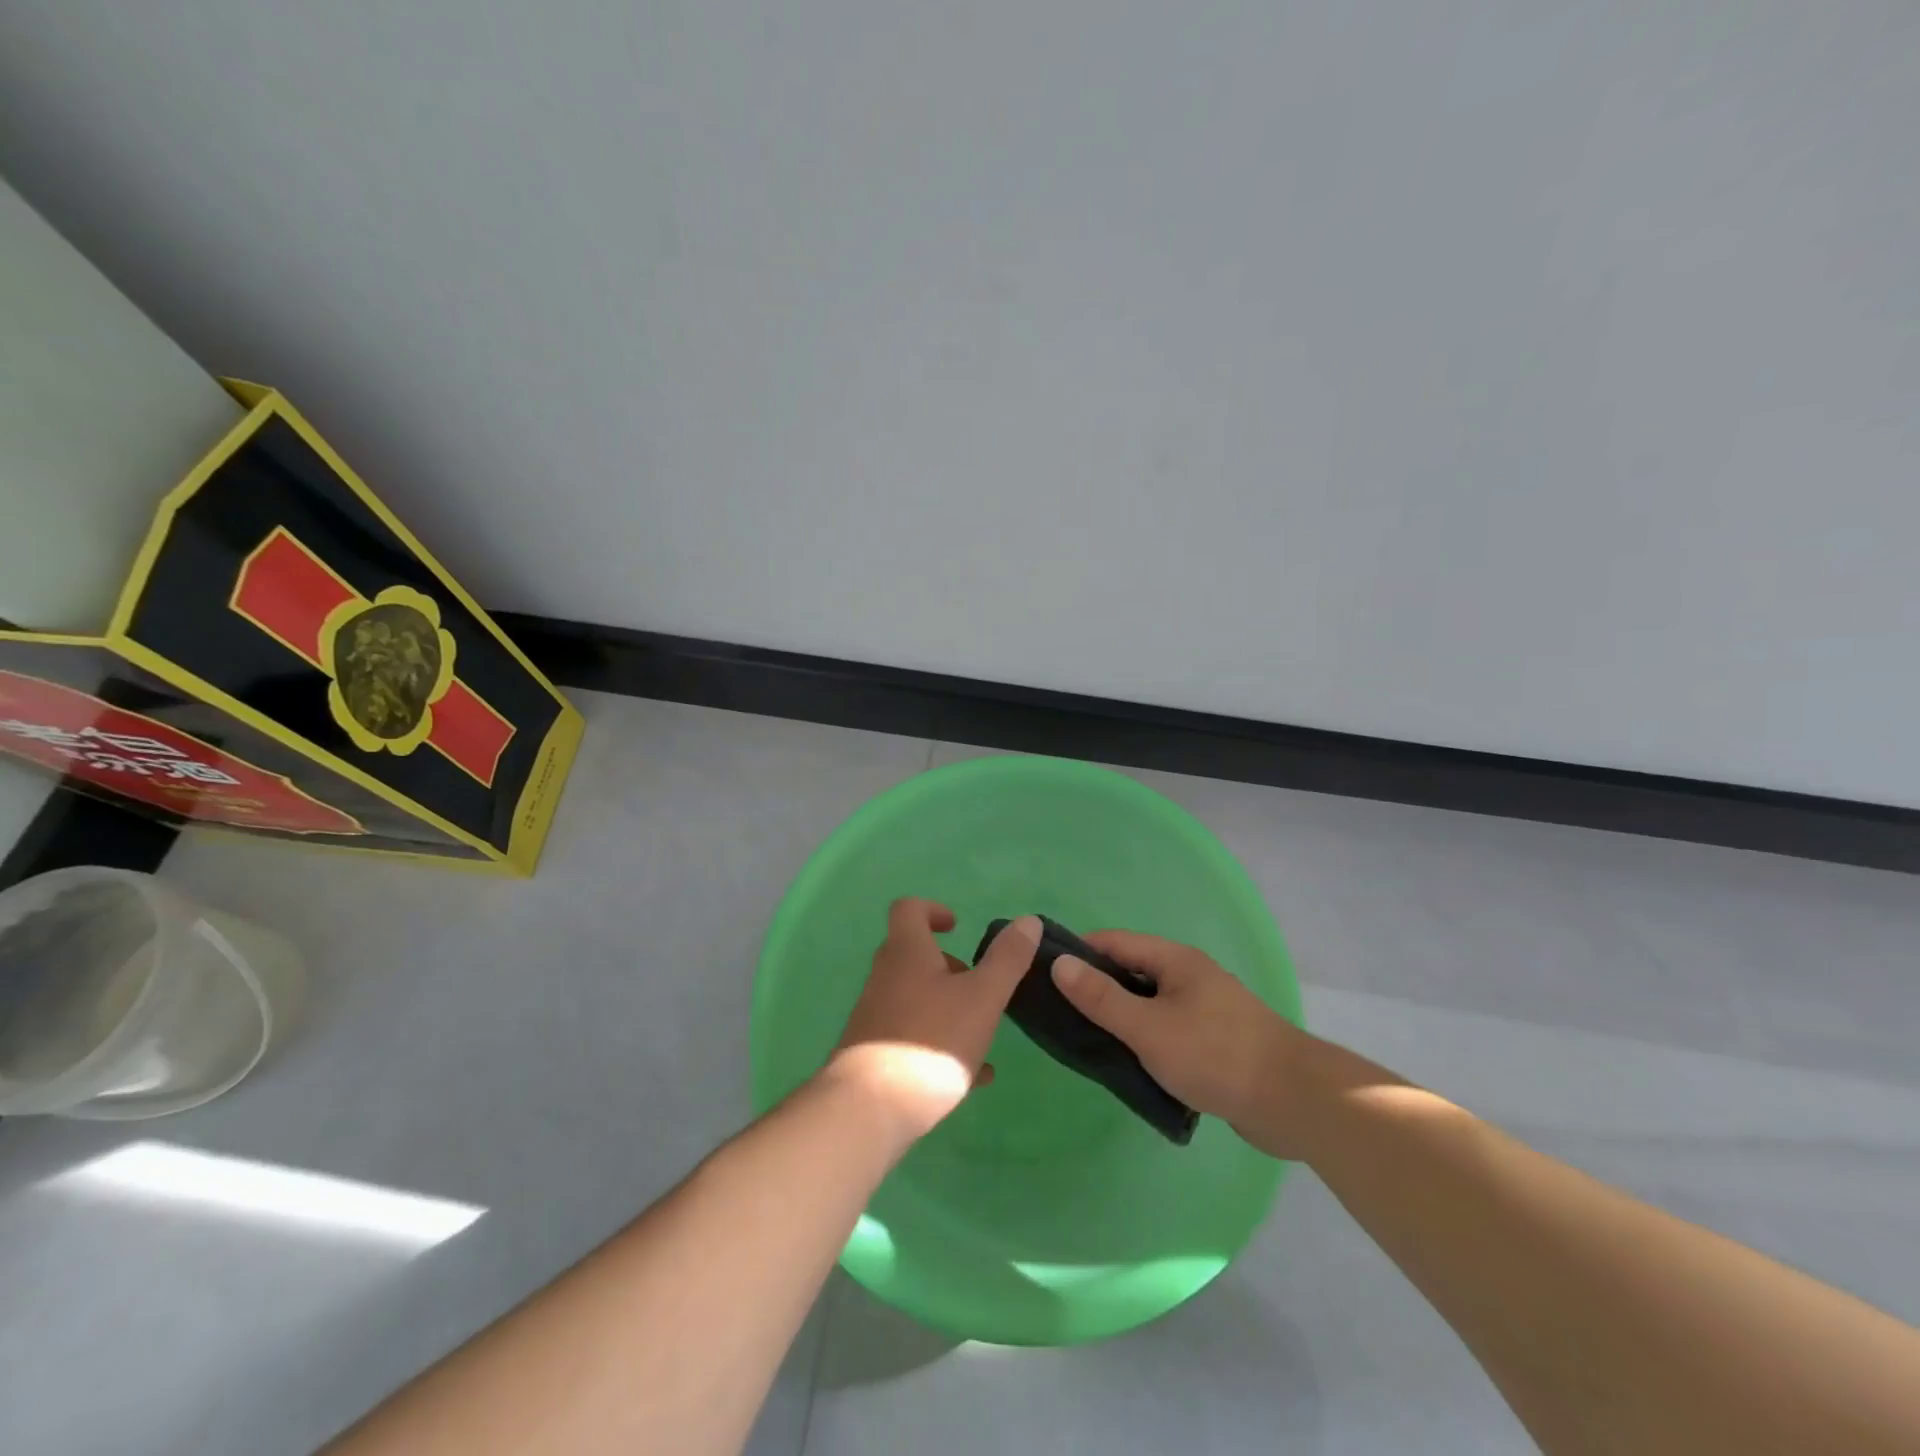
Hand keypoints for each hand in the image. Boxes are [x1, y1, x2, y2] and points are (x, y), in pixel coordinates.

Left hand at [826, 901, 1039, 1142]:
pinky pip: (912, 1038)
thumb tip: (1028, 920)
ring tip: (983, 1033)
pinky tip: (975, 1076)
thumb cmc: (931, 1041)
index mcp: (906, 953)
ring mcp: (875, 1018)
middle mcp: (884, 978)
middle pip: (913, 956)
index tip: (958, 928)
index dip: (933, 910)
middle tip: (979, 986)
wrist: (869, 1110)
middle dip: (949, 966)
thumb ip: (1006, 959)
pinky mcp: (874, 1055)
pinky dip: (941, 1045)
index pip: (909, 910)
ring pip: (915, 999)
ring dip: (948, 1008)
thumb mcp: (982, 997)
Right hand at [1051, 931, 1307, 1156]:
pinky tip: (1126, 1065)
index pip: (1113, 942)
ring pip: (1147, 1005)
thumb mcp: (1148, 1027)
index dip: (1077, 953)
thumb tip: (1059, 964)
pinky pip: (1165, 1032)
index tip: (1042, 973)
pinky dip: (1143, 1042)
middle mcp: (1188, 976)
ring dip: (1118, 1019)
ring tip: (1083, 1042)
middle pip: (1130, 972)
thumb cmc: (1215, 1054)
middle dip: (1095, 988)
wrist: (1294, 1101)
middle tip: (1057, 1013)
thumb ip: (1101, 997)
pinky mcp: (1213, 1043)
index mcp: (1174, 960)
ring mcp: (1203, 1010)